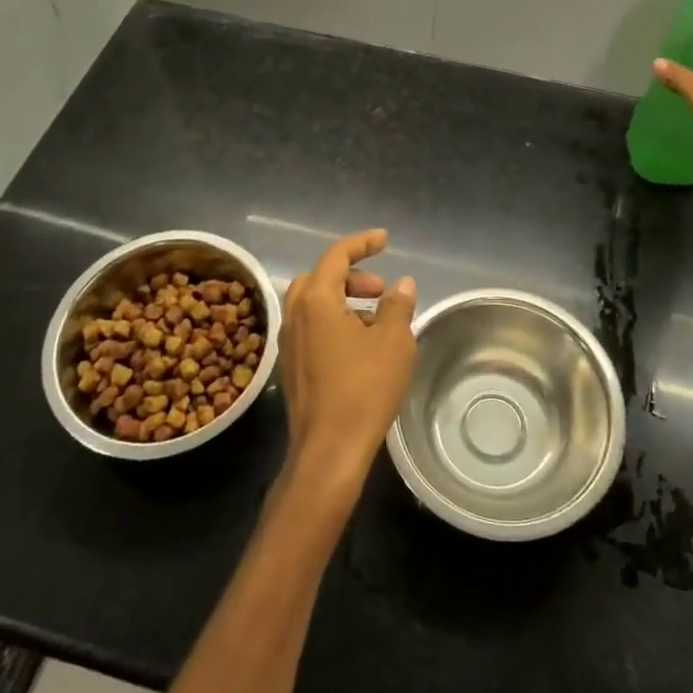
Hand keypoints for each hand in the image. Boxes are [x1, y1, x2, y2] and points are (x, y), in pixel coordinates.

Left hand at [279, 230, 416, 495]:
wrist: (328, 451)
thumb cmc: (363, 389)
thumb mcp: (393, 342)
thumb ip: (398, 306)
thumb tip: (402, 285)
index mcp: (316, 300)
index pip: (337, 255)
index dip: (362, 243)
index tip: (385, 240)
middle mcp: (295, 316)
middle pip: (320, 278)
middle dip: (351, 276)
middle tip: (380, 290)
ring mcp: (290, 344)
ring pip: (314, 305)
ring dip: (344, 301)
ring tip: (377, 321)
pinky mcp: (293, 369)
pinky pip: (312, 329)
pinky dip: (335, 324)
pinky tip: (361, 348)